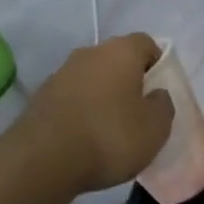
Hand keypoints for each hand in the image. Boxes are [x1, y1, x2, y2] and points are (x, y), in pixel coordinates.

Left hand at [17, 33, 174, 194]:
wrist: (42, 159)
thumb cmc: (110, 137)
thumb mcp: (155, 128)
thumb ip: (163, 105)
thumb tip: (156, 94)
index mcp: (121, 51)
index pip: (147, 43)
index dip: (157, 64)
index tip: (159, 91)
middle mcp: (90, 52)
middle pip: (117, 59)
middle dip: (129, 80)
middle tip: (138, 111)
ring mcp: (61, 72)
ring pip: (92, 77)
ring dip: (103, 95)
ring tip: (110, 129)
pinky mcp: (41, 96)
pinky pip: (72, 96)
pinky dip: (81, 110)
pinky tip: (85, 137)